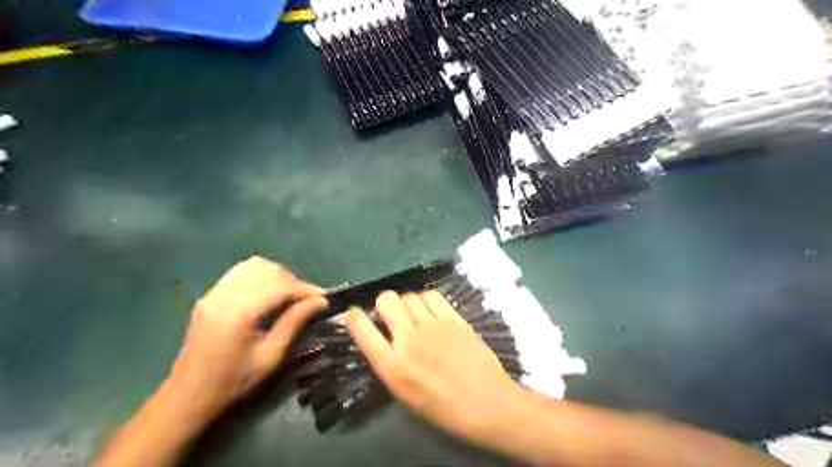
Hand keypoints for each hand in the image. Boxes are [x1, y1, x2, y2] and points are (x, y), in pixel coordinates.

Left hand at [162, 257, 328, 428]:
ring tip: (288, 296)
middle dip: (293, 281)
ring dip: (277, 276)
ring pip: (255, 266)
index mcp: (239, 313)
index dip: (306, 289)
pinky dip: (260, 276)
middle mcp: (225, 295)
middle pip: (269, 270)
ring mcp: (214, 293)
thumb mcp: (270, 357)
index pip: (281, 286)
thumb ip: (294, 323)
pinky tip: (268, 293)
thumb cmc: (232, 383)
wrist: (186, 398)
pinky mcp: (210, 296)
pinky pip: (241, 272)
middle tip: (306, 301)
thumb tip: (320, 302)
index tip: (324, 298)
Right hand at [342, 289, 521, 442]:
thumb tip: (381, 336)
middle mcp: (408, 340)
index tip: (354, 313)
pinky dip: (426, 298)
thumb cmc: (442, 407)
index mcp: (392, 366)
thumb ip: (389, 362)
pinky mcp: (453, 318)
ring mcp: (432, 326)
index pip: (362, 330)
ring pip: (409, 295)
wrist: (485, 403)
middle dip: (384, 303)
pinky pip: (432, 295)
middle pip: (386, 300)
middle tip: (392, 313)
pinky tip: (431, 309)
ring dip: (406, 302)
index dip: (354, 317)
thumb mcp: (404, 392)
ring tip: (414, 313)